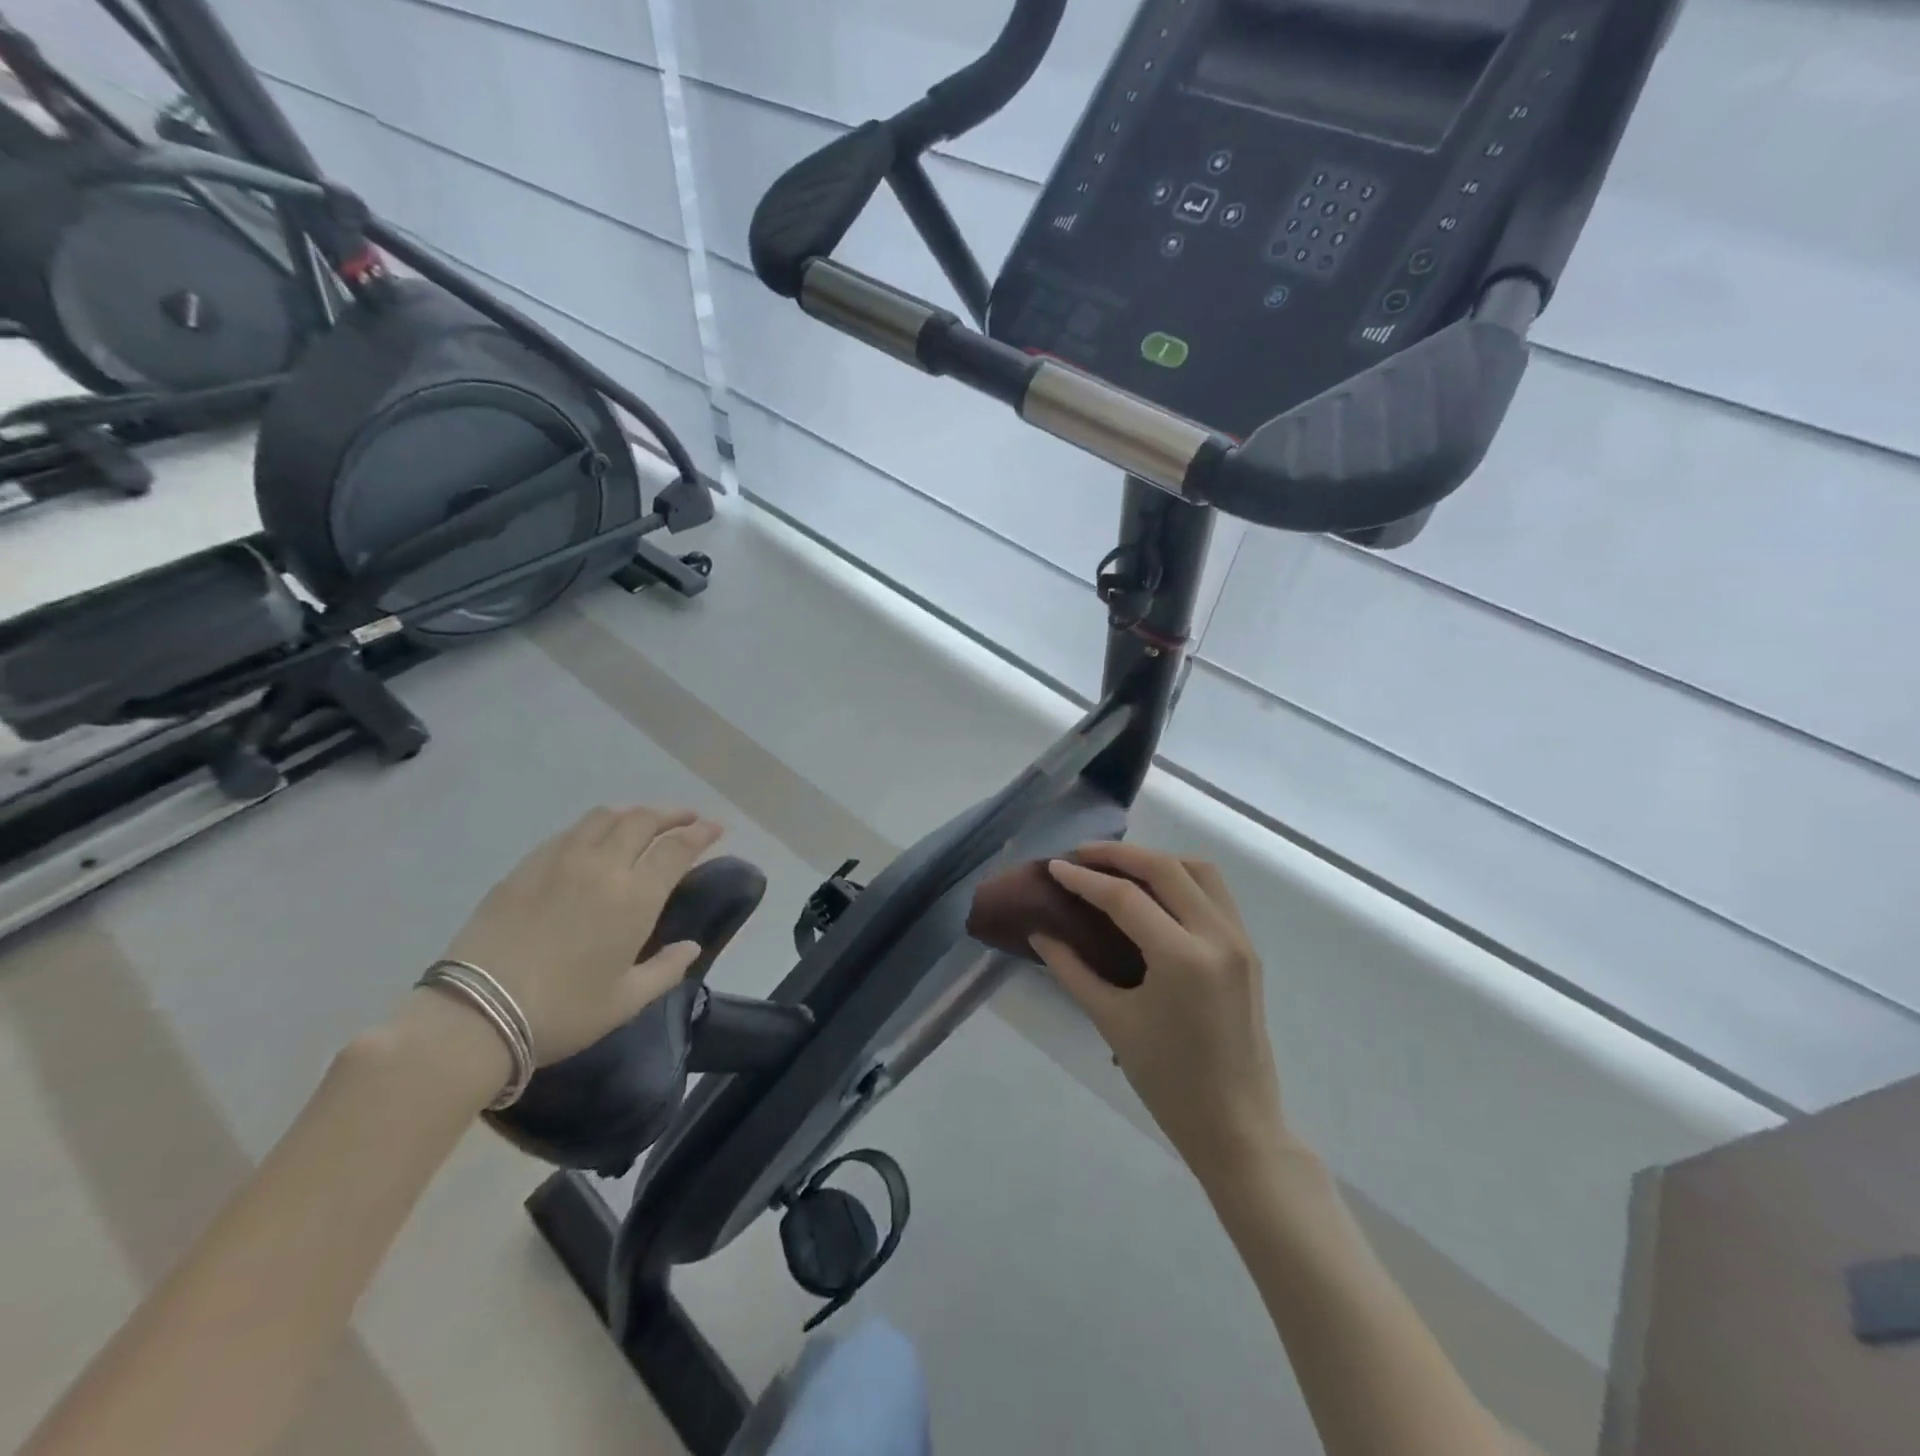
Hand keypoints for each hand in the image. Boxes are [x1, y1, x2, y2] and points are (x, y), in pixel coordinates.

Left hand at [438, 806, 723, 1064]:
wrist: (474, 1015)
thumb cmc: (562, 1012)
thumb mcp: (626, 1000)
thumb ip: (666, 969)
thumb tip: (690, 947)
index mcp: (635, 896)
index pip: (678, 847)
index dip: (701, 833)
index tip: (715, 828)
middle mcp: (603, 866)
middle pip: (644, 820)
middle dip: (672, 814)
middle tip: (687, 819)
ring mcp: (560, 861)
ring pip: (606, 817)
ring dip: (634, 813)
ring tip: (644, 822)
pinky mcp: (526, 867)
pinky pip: (570, 832)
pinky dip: (596, 826)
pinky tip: (595, 839)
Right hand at [1033, 842, 1289, 1184]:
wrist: (1237, 1127)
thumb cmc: (1168, 1082)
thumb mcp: (1112, 1021)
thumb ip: (1072, 969)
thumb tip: (1040, 932)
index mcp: (1183, 958)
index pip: (1126, 898)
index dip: (1084, 879)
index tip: (1054, 867)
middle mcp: (1218, 937)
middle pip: (1166, 869)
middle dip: (1119, 855)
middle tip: (1080, 855)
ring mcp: (1239, 942)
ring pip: (1200, 871)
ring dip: (1156, 860)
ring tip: (1117, 867)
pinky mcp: (1247, 951)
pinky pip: (1215, 894)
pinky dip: (1181, 879)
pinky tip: (1152, 892)